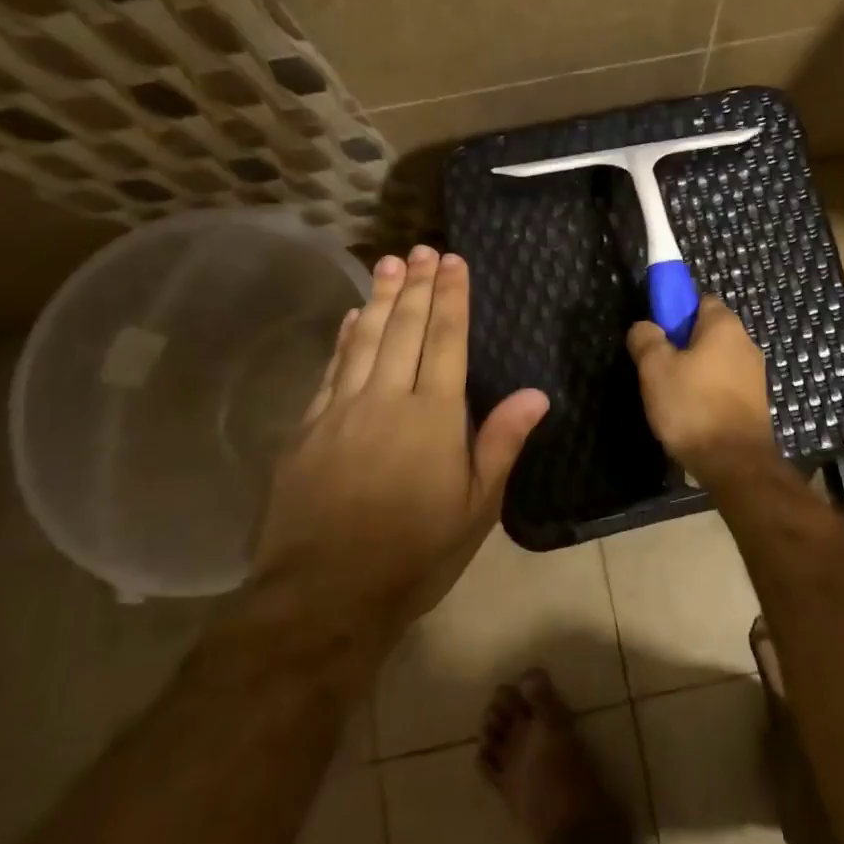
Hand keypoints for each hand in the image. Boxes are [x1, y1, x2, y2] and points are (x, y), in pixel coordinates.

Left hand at [253, 246, 548, 643]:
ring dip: (379, 298)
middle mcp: (386, 398)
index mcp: (433, 415)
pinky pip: (330, 369)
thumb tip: (537, 393)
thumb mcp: (476, 507)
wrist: (324, 594)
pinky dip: (343, 338)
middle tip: (421, 249)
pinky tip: (351, 318)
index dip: (451, 297)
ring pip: (364, 339)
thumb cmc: (415, 553)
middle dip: (416, 285)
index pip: (445, 340)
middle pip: (404, 328)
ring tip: (388, 262)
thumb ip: (501, 442)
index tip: (453, 261)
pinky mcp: (307, 429)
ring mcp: (340, 410)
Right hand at [626, 296, 776, 482]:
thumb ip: (646, 339)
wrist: (735, 463)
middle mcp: (746, 343)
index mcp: (725, 326)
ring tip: (671, 396)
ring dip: (694, 372)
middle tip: (657, 367)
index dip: (675, 311)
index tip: (656, 333)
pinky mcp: (755, 403)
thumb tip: (645, 326)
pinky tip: (691, 414)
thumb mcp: (655, 368)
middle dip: (682, 345)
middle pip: (707, 332)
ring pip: (716, 361)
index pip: (699, 300)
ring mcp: (754, 375)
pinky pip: (724, 386)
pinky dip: (707, 393)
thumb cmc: (692, 406)